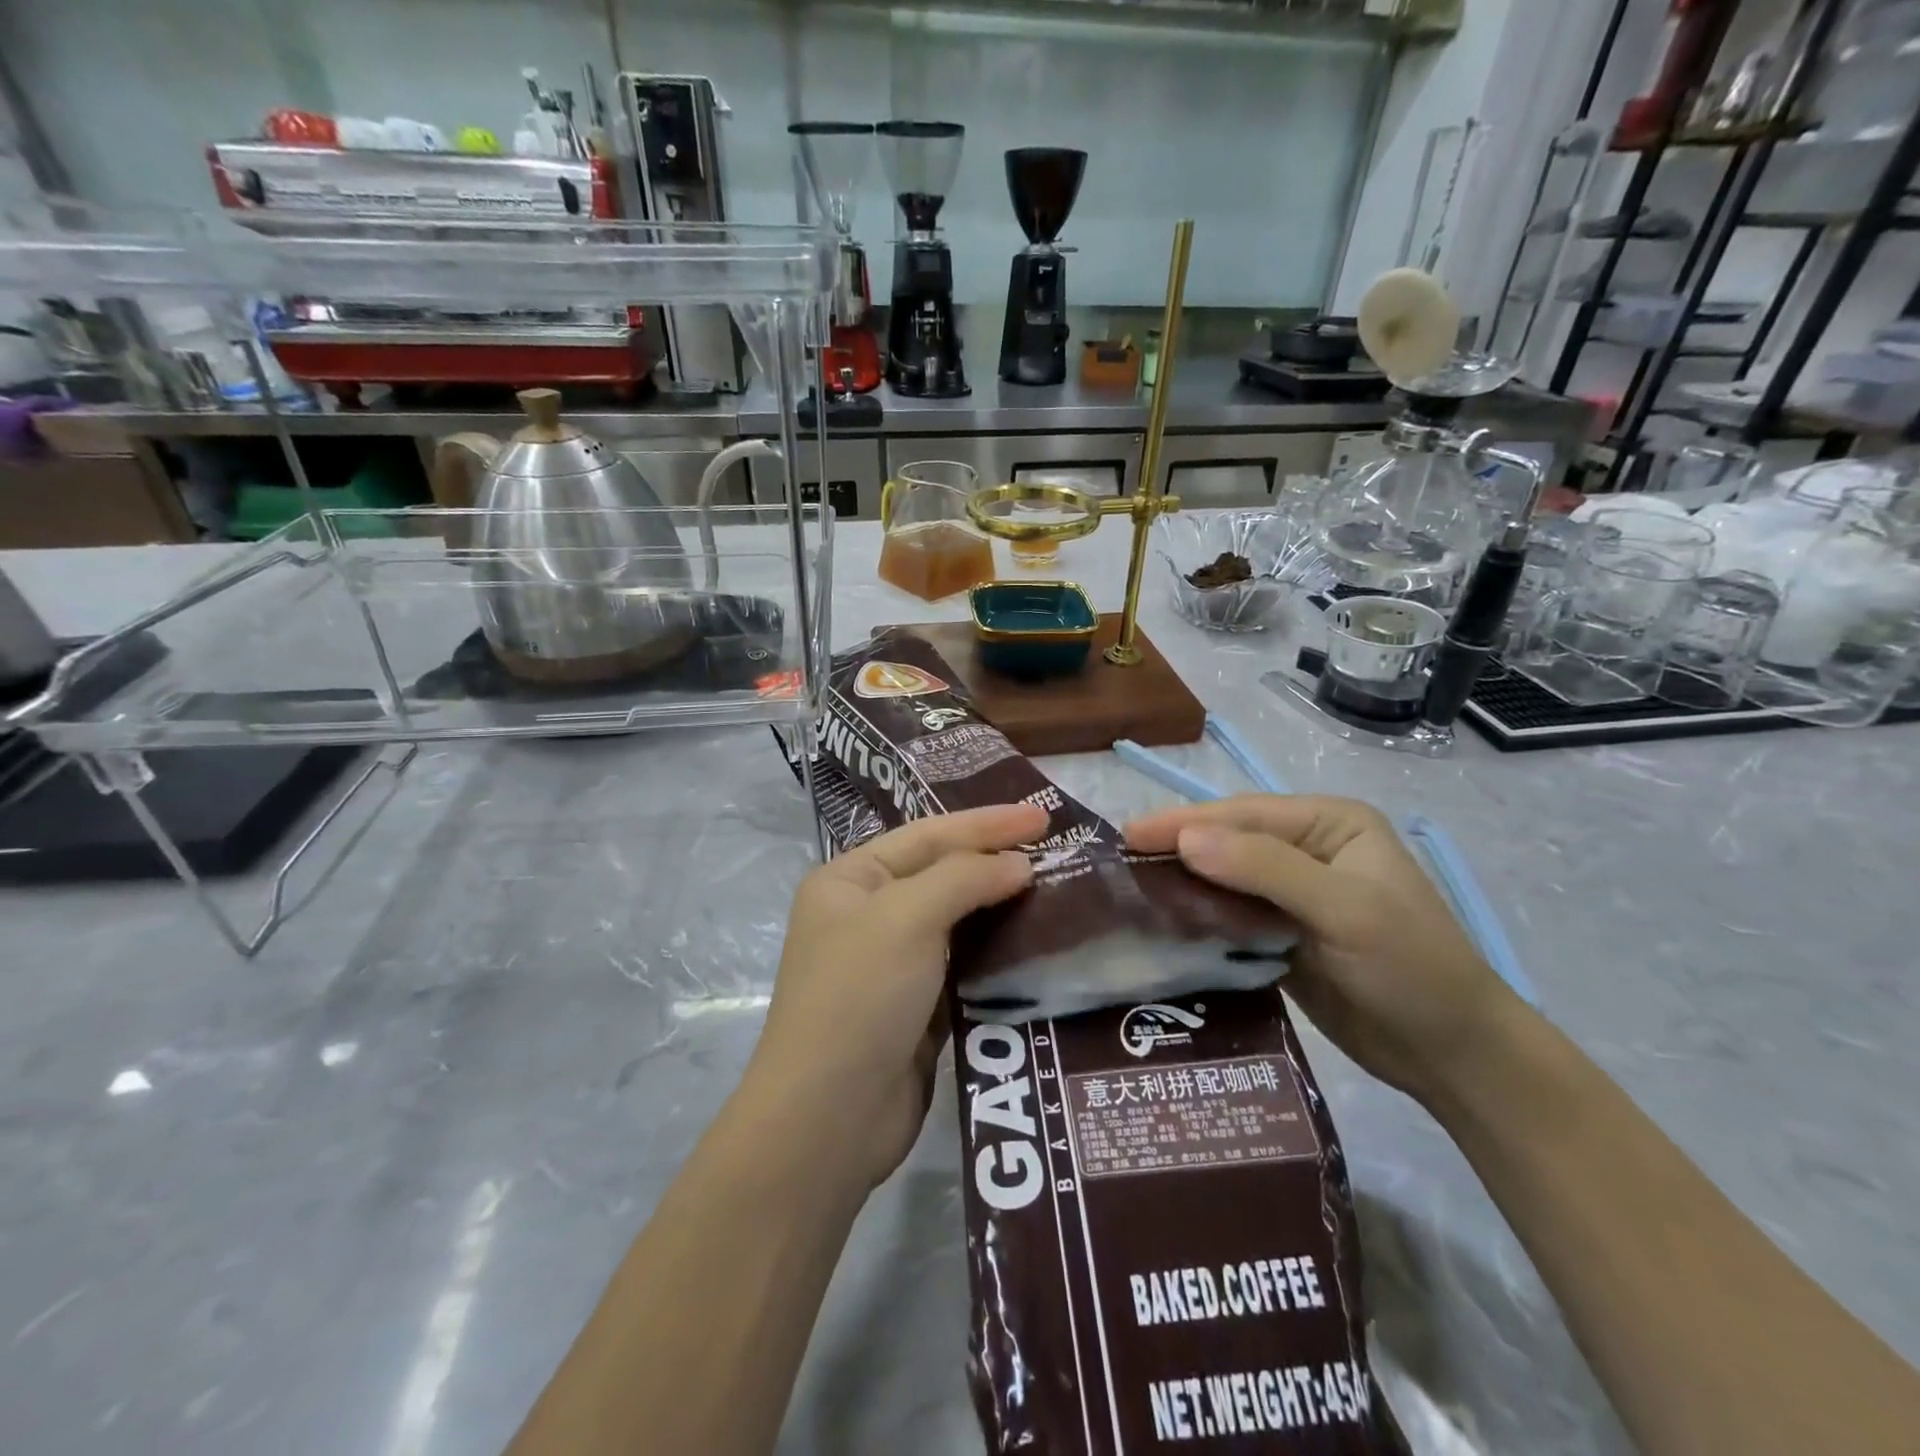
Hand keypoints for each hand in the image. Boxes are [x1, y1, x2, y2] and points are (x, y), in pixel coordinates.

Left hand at [751, 804, 1046, 1187]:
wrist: (830, 1117)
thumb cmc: (861, 996)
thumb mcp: (906, 917)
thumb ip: (964, 878)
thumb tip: (1018, 864)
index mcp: (850, 880)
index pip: (928, 835)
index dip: (986, 823)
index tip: (1043, 815)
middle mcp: (867, 914)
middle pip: (942, 873)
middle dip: (995, 858)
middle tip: (1055, 846)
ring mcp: (892, 963)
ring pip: (957, 919)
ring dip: (1001, 904)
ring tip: (1056, 888)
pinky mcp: (918, 1006)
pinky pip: (965, 963)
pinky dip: (998, 950)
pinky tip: (1036, 942)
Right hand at [1125, 795, 1521, 1103]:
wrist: (1452, 1055)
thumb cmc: (1411, 967)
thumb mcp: (1345, 910)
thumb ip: (1266, 868)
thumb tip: (1186, 839)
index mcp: (1329, 824)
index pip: (1242, 814)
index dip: (1184, 822)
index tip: (1128, 835)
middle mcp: (1307, 849)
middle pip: (1227, 842)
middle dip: (1176, 850)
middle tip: (1116, 863)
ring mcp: (1291, 894)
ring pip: (1222, 880)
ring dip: (1182, 885)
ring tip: (1127, 892)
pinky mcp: (1279, 935)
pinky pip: (1228, 917)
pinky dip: (1197, 919)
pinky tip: (1162, 925)